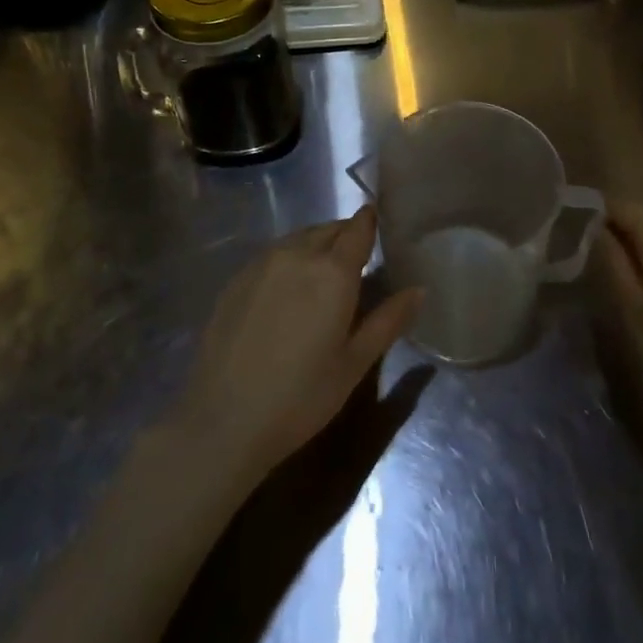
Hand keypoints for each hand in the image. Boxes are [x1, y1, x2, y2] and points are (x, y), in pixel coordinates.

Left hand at [172, 207, 419, 485]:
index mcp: (333, 271)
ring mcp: (261, 264)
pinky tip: (287, 291)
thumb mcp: (355, 362)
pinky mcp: (235, 280)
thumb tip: (419, 289)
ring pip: (298, 239)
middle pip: (328, 229)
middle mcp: (297, 254)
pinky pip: (272, 255)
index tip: (380, 223)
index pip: (358, 228)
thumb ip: (389, 320)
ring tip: (324, 274)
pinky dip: (288, 260)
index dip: (370, 221)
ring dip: (316, 245)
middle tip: (358, 259)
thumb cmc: (301, 396)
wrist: (223, 421)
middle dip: (345, 235)